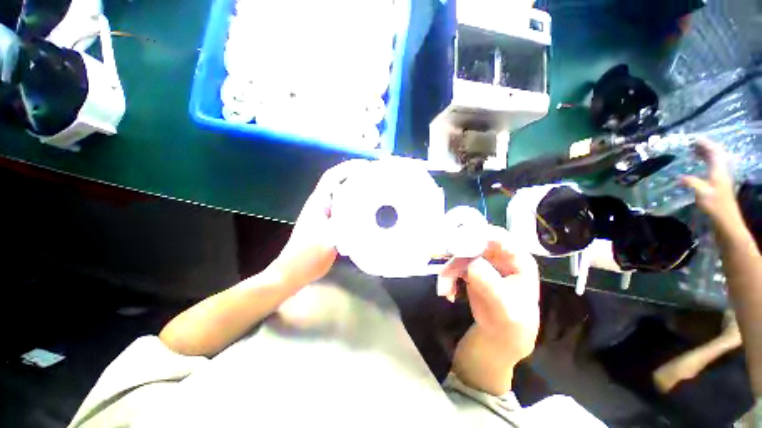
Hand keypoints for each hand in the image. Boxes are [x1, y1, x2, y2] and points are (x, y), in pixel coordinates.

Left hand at [268, 160, 367, 287]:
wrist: (293, 272)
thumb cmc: (307, 256)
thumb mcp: (329, 239)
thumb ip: (345, 223)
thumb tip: (364, 211)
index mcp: (318, 203)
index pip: (332, 176)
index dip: (348, 168)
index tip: (366, 166)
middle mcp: (320, 205)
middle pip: (338, 184)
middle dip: (355, 177)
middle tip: (375, 179)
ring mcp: (323, 215)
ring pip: (342, 197)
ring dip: (356, 191)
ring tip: (374, 192)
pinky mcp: (327, 225)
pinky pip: (343, 209)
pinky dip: (354, 206)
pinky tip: (365, 213)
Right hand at [439, 225, 540, 361]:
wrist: (500, 336)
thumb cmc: (512, 323)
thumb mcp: (506, 309)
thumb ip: (491, 285)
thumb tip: (472, 263)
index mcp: (517, 260)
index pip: (498, 237)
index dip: (478, 235)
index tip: (458, 242)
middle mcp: (499, 255)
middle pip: (475, 242)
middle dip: (456, 251)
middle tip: (439, 258)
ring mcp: (483, 261)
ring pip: (460, 254)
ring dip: (449, 270)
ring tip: (445, 290)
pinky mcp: (470, 268)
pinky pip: (454, 265)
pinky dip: (448, 277)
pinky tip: (449, 293)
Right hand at [680, 138, 742, 227]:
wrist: (727, 221)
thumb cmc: (715, 207)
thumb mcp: (702, 194)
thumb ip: (691, 183)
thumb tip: (679, 177)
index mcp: (719, 171)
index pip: (715, 152)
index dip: (705, 144)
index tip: (694, 139)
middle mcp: (722, 171)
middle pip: (716, 154)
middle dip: (705, 147)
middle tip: (692, 143)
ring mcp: (721, 177)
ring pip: (715, 160)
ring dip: (705, 153)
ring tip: (694, 151)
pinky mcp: (719, 183)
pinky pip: (713, 167)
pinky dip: (706, 162)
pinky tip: (698, 164)